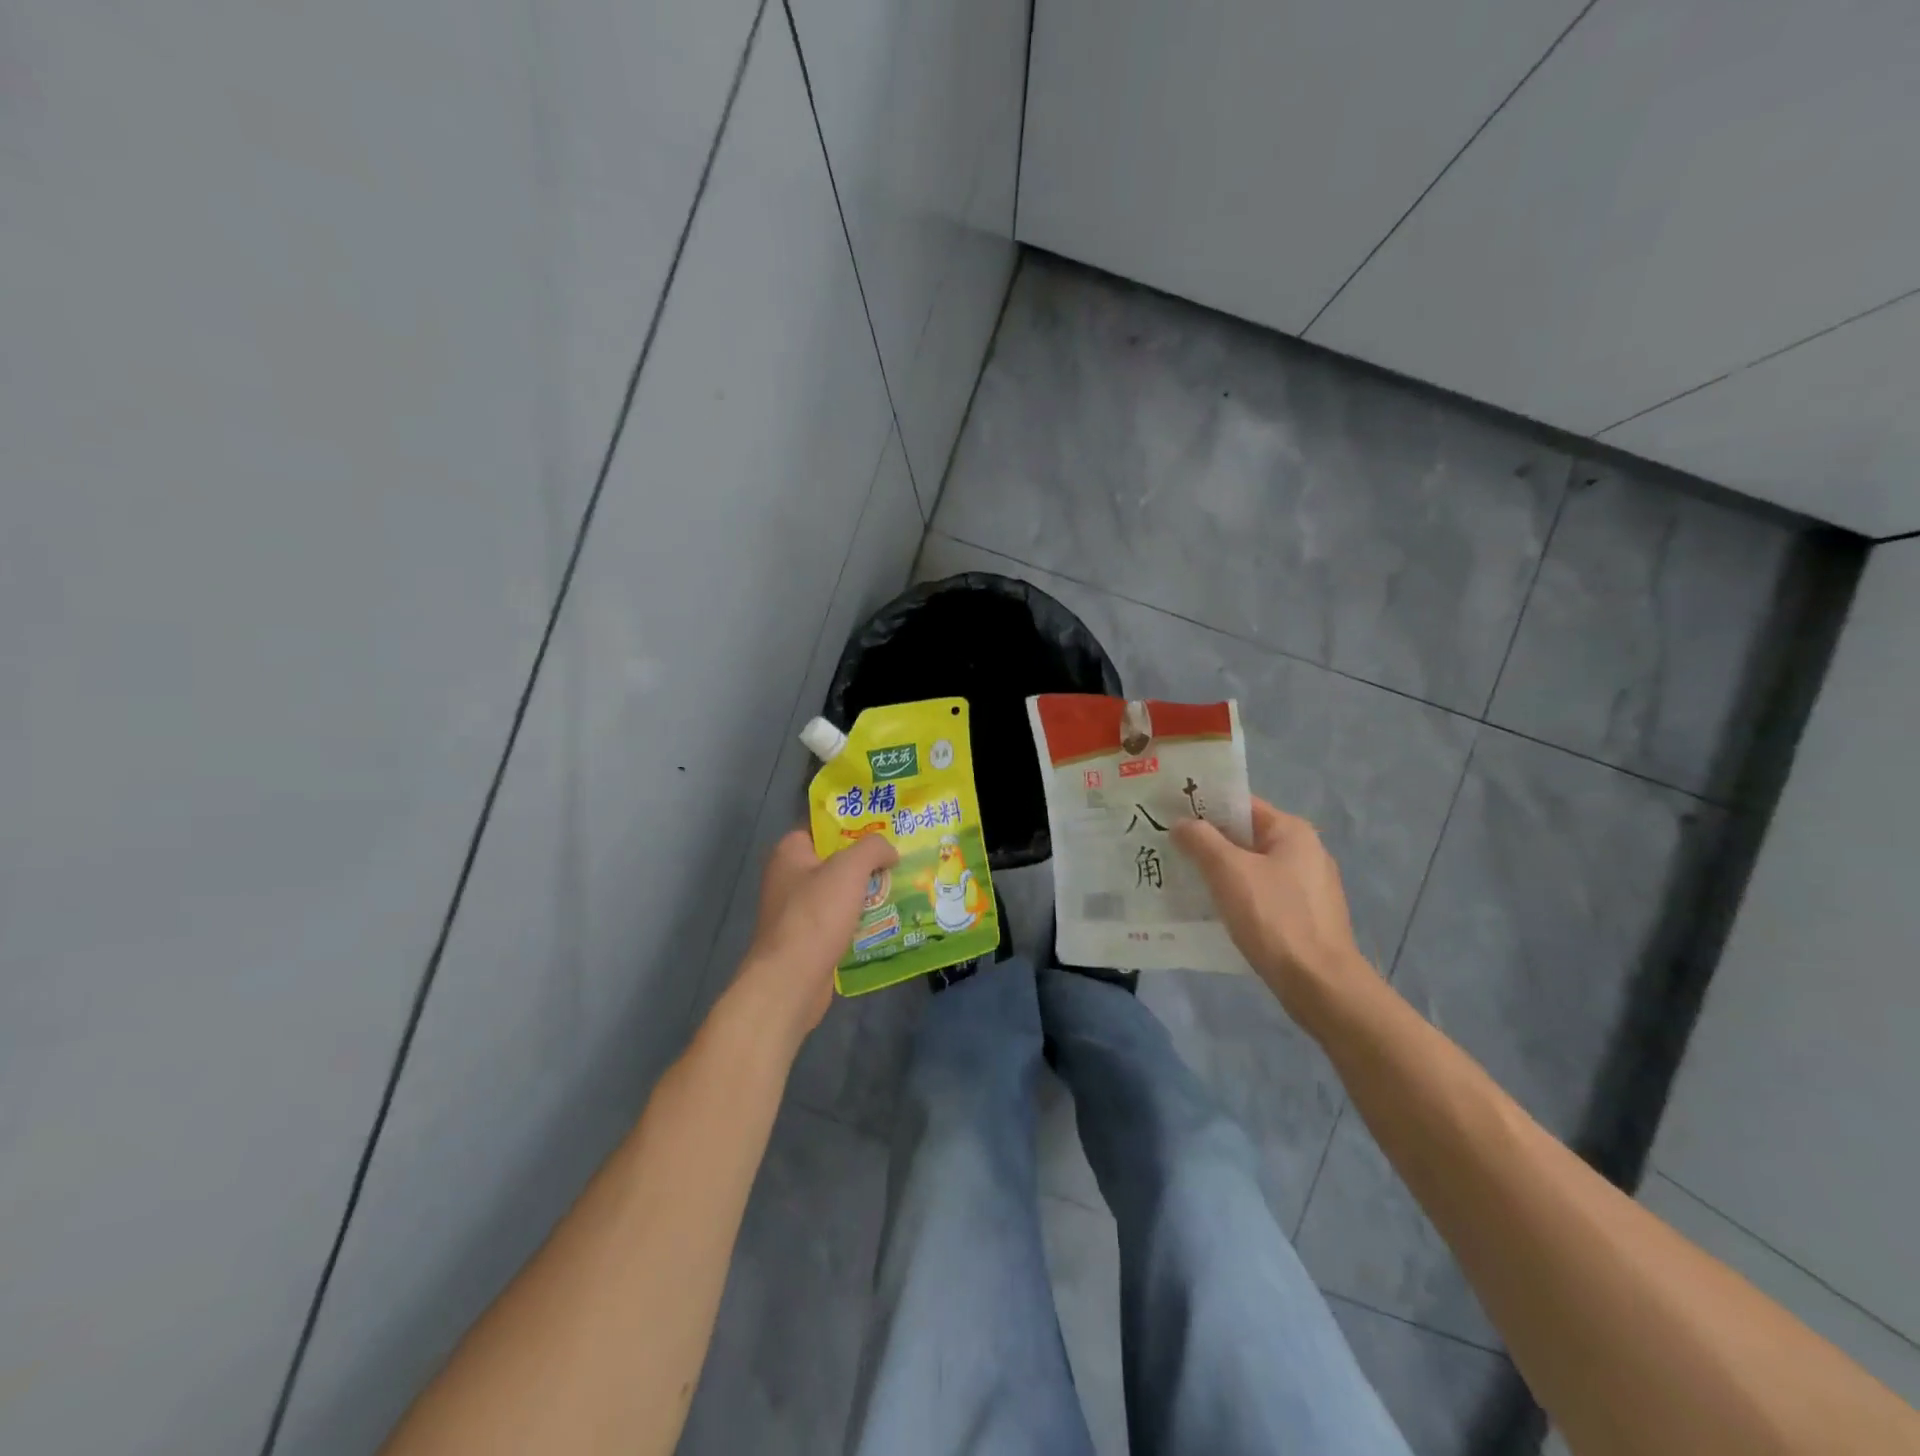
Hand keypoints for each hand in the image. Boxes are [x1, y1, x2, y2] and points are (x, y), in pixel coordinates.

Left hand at [733, 829, 897, 1047]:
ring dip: (865, 893)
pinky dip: (858, 920)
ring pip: (839, 893)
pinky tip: (885, 922)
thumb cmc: (816, 915)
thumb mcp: (849, 868)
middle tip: (898, 862)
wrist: (791, 980)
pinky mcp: (806, 939)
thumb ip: (873, 848)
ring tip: (900, 890)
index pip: (823, 828)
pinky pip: (838, 920)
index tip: (884, 832)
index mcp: (789, 852)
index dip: (853, 827)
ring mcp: (795, 911)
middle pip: (834, 861)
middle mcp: (788, 878)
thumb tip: (890, 851)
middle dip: (865, 863)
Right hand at [1172, 798, 1376, 1017]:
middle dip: (1207, 842)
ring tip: (1181, 878)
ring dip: (1218, 872)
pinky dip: (1235, 896)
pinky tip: (1211, 909)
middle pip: (1245, 837)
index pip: (1241, 805)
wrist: (1319, 984)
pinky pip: (1260, 895)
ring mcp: (1307, 887)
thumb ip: (1201, 840)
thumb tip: (1181, 824)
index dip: (1204, 807)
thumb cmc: (1274, 917)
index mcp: (1292, 831)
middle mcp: (1304, 852)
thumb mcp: (1228, 871)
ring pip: (1250, 868)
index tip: (1169, 814)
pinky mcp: (1303, 917)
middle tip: (1167, 847)